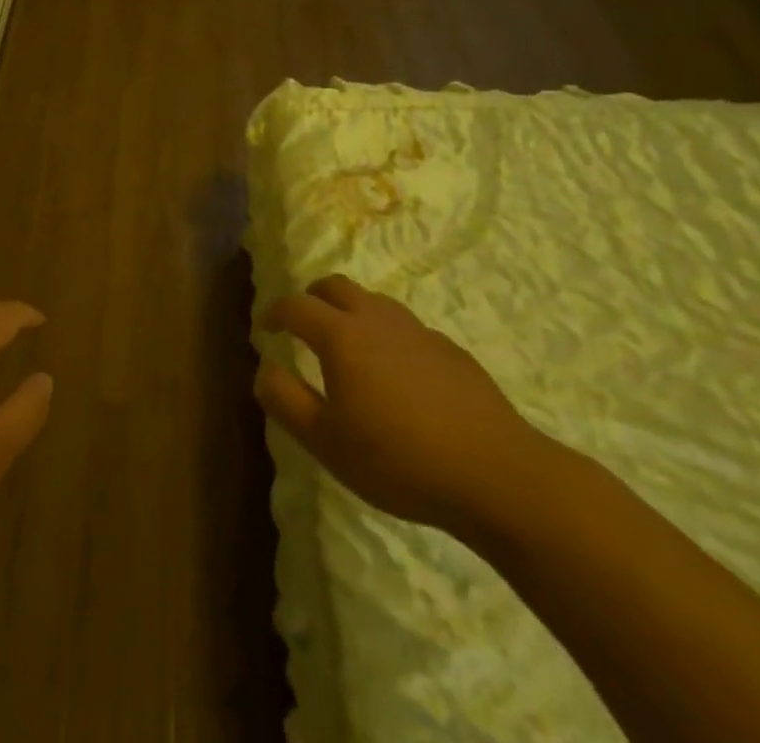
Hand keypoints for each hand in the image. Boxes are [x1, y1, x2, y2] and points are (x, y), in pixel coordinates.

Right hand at [255, 275, 555, 538]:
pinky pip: (406, 328)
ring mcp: (418, 331)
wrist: (496, 474)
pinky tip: (397, 375)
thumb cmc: (399, 460)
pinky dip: (387, 336)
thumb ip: (286, 401)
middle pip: (336, 286)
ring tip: (349, 346)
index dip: (274, 312)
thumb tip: (263, 368)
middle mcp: (377, 320)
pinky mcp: (450, 350)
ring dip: (351, 311)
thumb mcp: (327, 442)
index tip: (264, 327)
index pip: (296, 306)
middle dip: (312, 297)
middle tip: (303, 324)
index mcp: (342, 336)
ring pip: (374, 302)